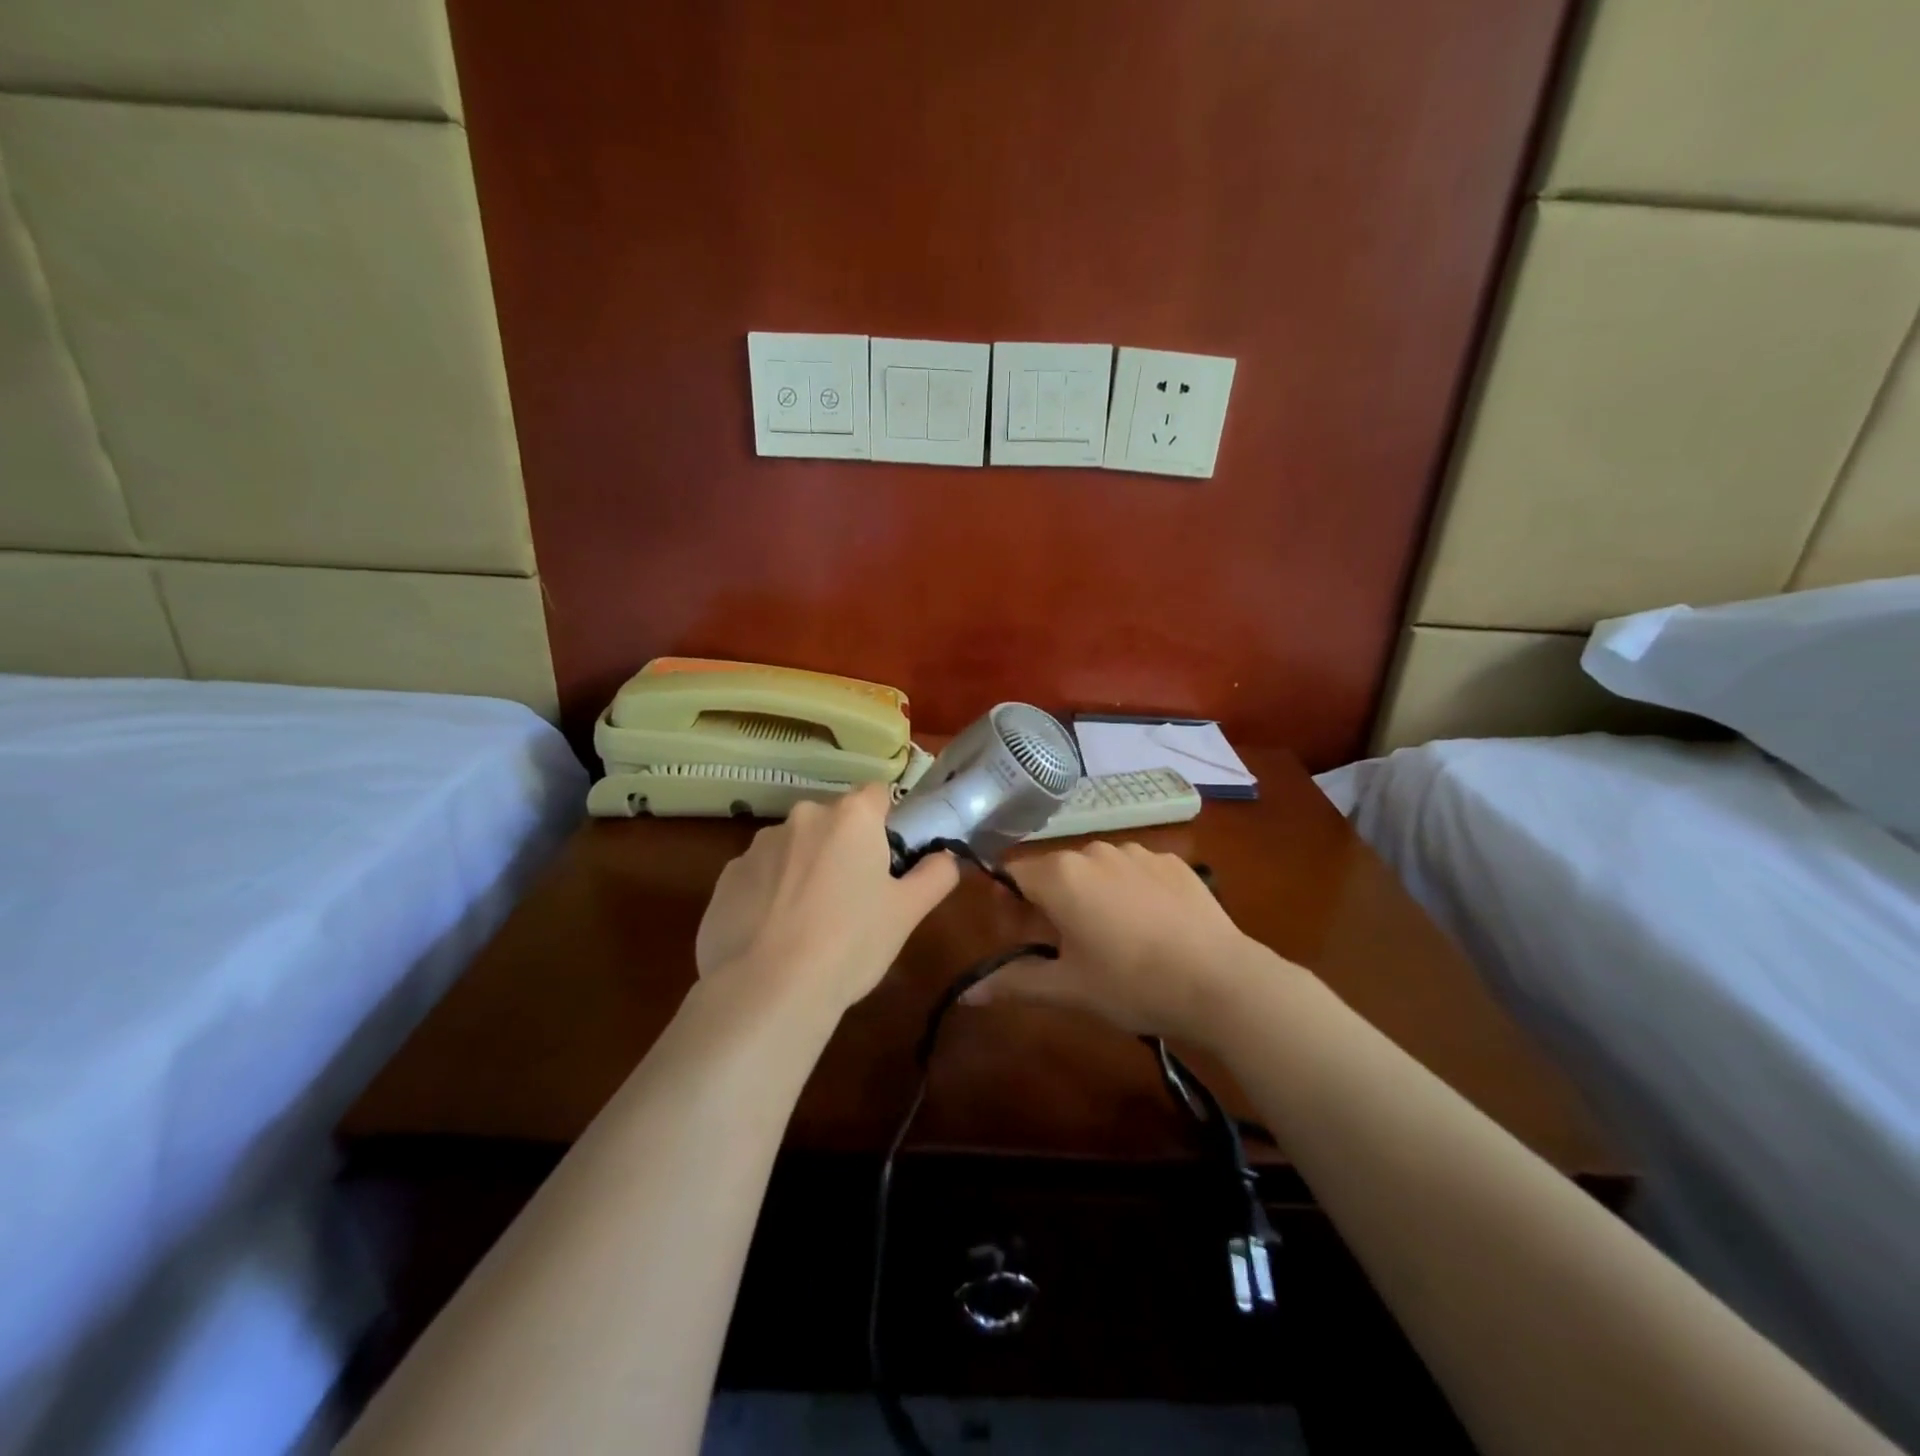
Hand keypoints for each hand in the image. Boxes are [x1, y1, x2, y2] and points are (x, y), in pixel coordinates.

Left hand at [694, 784, 958, 1013]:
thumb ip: (935, 875)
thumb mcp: (907, 913)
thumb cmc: (850, 943)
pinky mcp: (725, 877)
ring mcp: (758, 845)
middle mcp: (803, 817)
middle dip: (843, 849)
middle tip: (853, 899)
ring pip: (794, 848)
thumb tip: (946, 857)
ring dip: (804, 869)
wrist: (768, 990)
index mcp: (851, 817)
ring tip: (808, 924)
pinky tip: (774, 935)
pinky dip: (769, 894)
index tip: (888, 861)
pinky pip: (759, 876)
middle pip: (833, 822)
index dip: (887, 824)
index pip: (877, 795)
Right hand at [962, 841, 1257, 1042]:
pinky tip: (1150, 927)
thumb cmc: (1131, 984)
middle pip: (1054, 871)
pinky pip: (1134, 871)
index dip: (1007, 904)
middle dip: (1048, 902)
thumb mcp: (1067, 989)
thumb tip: (967, 994)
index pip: (1012, 874)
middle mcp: (1094, 850)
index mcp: (1061, 875)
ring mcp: (1137, 852)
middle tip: (1063, 946)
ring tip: (1111, 939)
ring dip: (1090, 895)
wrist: (1221, 982)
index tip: (1018, 935)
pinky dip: (1129, 892)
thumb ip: (1012, 982)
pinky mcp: (1172, 862)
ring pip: (1096, 870)